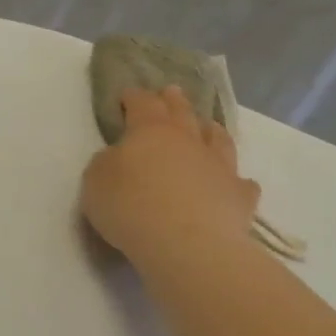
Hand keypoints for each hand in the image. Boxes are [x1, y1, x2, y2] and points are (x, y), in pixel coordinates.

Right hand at [81, 87, 261, 268]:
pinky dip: (235, 181)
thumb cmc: (130, 206)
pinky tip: (235, 183)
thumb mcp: (95, 180)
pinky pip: (240, 183)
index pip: (142, 104)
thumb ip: (106, 163)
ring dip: (211, 131)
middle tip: (171, 91)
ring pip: (218, 140)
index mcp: (150, 131)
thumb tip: (119, 158)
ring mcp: (219, 167)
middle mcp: (188, 141)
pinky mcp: (239, 197)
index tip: (127, 94)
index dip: (133, 97)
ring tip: (208, 126)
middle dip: (173, 101)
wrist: (186, 244)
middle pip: (182, 113)